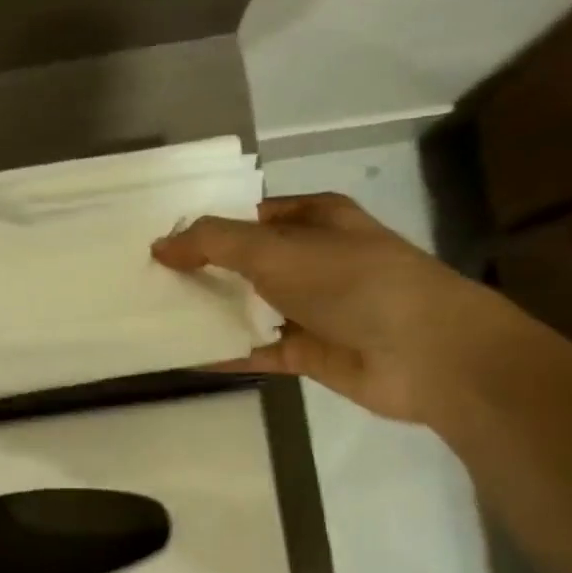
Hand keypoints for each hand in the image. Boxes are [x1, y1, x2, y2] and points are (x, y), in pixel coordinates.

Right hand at [151, 193, 506, 423]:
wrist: (425, 353)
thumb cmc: (352, 282)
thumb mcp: (275, 249)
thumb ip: (213, 243)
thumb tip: (160, 246)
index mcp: (314, 220)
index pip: (248, 216)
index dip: (207, 225)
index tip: (159, 240)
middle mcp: (312, 260)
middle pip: (244, 263)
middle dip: (201, 271)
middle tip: (146, 280)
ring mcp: (311, 308)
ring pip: (248, 307)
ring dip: (209, 313)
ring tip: (152, 317)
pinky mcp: (308, 351)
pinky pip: (255, 349)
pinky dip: (224, 353)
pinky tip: (181, 356)